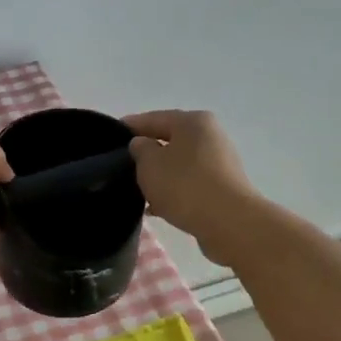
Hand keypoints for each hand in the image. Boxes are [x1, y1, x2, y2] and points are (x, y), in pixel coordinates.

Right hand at [124, 110, 259, 261]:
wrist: (229, 222)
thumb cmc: (185, 184)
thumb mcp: (149, 163)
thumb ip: (140, 149)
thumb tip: (143, 145)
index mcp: (193, 121)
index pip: (154, 118)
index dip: (130, 127)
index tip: (110, 136)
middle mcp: (211, 136)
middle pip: (170, 141)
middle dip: (147, 153)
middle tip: (123, 165)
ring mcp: (220, 163)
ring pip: (180, 165)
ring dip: (161, 176)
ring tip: (138, 191)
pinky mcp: (223, 188)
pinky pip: (191, 184)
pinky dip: (174, 192)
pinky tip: (157, 208)